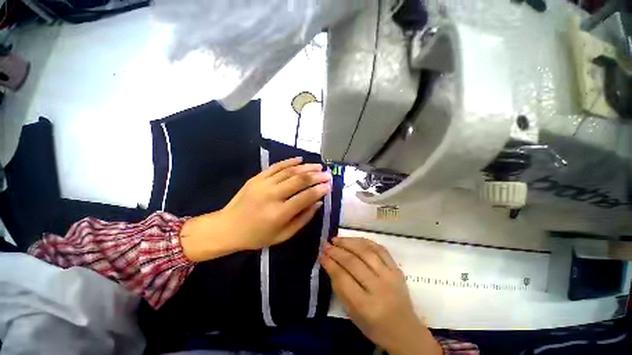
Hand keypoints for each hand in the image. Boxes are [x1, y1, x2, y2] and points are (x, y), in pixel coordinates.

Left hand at [180, 157, 330, 261]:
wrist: (227, 227)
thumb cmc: (257, 236)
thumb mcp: (283, 235)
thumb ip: (303, 219)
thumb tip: (318, 203)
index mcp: (279, 213)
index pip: (305, 197)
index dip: (319, 190)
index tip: (329, 186)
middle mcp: (272, 196)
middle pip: (298, 181)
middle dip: (316, 176)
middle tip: (327, 174)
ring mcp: (263, 184)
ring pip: (289, 171)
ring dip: (306, 167)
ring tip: (318, 166)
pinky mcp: (256, 178)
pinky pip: (276, 166)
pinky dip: (289, 162)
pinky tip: (300, 160)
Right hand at [320, 237, 442, 354]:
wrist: (405, 330)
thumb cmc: (374, 326)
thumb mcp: (352, 313)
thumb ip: (340, 288)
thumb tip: (329, 263)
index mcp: (366, 306)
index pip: (343, 278)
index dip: (330, 264)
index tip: (321, 255)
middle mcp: (379, 288)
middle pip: (353, 262)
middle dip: (336, 251)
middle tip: (325, 244)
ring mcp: (390, 276)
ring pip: (366, 251)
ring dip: (348, 242)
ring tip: (337, 239)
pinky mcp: (397, 269)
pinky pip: (380, 248)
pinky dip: (365, 241)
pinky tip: (354, 239)